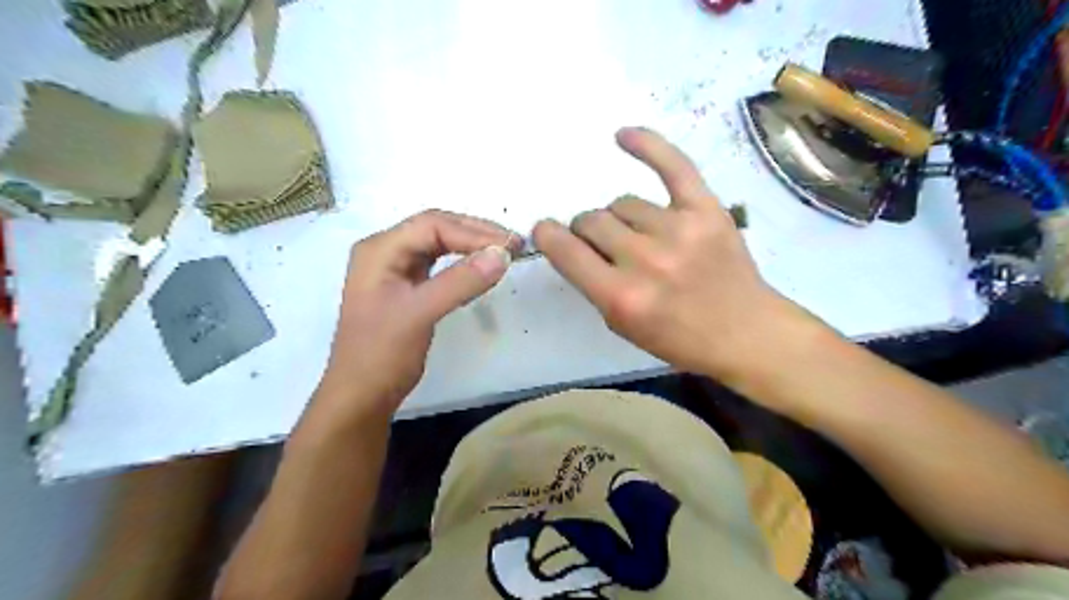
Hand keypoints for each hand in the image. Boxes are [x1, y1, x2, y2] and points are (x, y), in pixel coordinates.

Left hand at [314, 209, 518, 423]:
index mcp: (380, 249)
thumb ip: (461, 281)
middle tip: (514, 244)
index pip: (432, 225)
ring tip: (504, 252)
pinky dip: (464, 266)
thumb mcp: (420, 313)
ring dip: (472, 247)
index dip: (473, 232)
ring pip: (440, 246)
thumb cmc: (382, 353)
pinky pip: (440, 267)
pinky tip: (482, 270)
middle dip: (476, 234)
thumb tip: (503, 253)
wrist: (362, 395)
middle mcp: (386, 251)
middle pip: (436, 229)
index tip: (510, 245)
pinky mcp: (408, 289)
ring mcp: (396, 270)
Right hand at [534, 127, 811, 382]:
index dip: (549, 236)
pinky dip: (648, 146)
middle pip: (593, 220)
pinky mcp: (708, 210)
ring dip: (621, 218)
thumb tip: (572, 242)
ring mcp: (679, 230)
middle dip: (590, 232)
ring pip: (624, 202)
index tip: (546, 230)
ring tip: (640, 236)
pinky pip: (673, 165)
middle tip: (608, 247)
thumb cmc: (677, 338)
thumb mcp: (621, 325)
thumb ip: (592, 283)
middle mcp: (646, 260)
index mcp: (621, 297)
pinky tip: (623, 136)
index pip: (567, 251)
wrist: (743, 332)